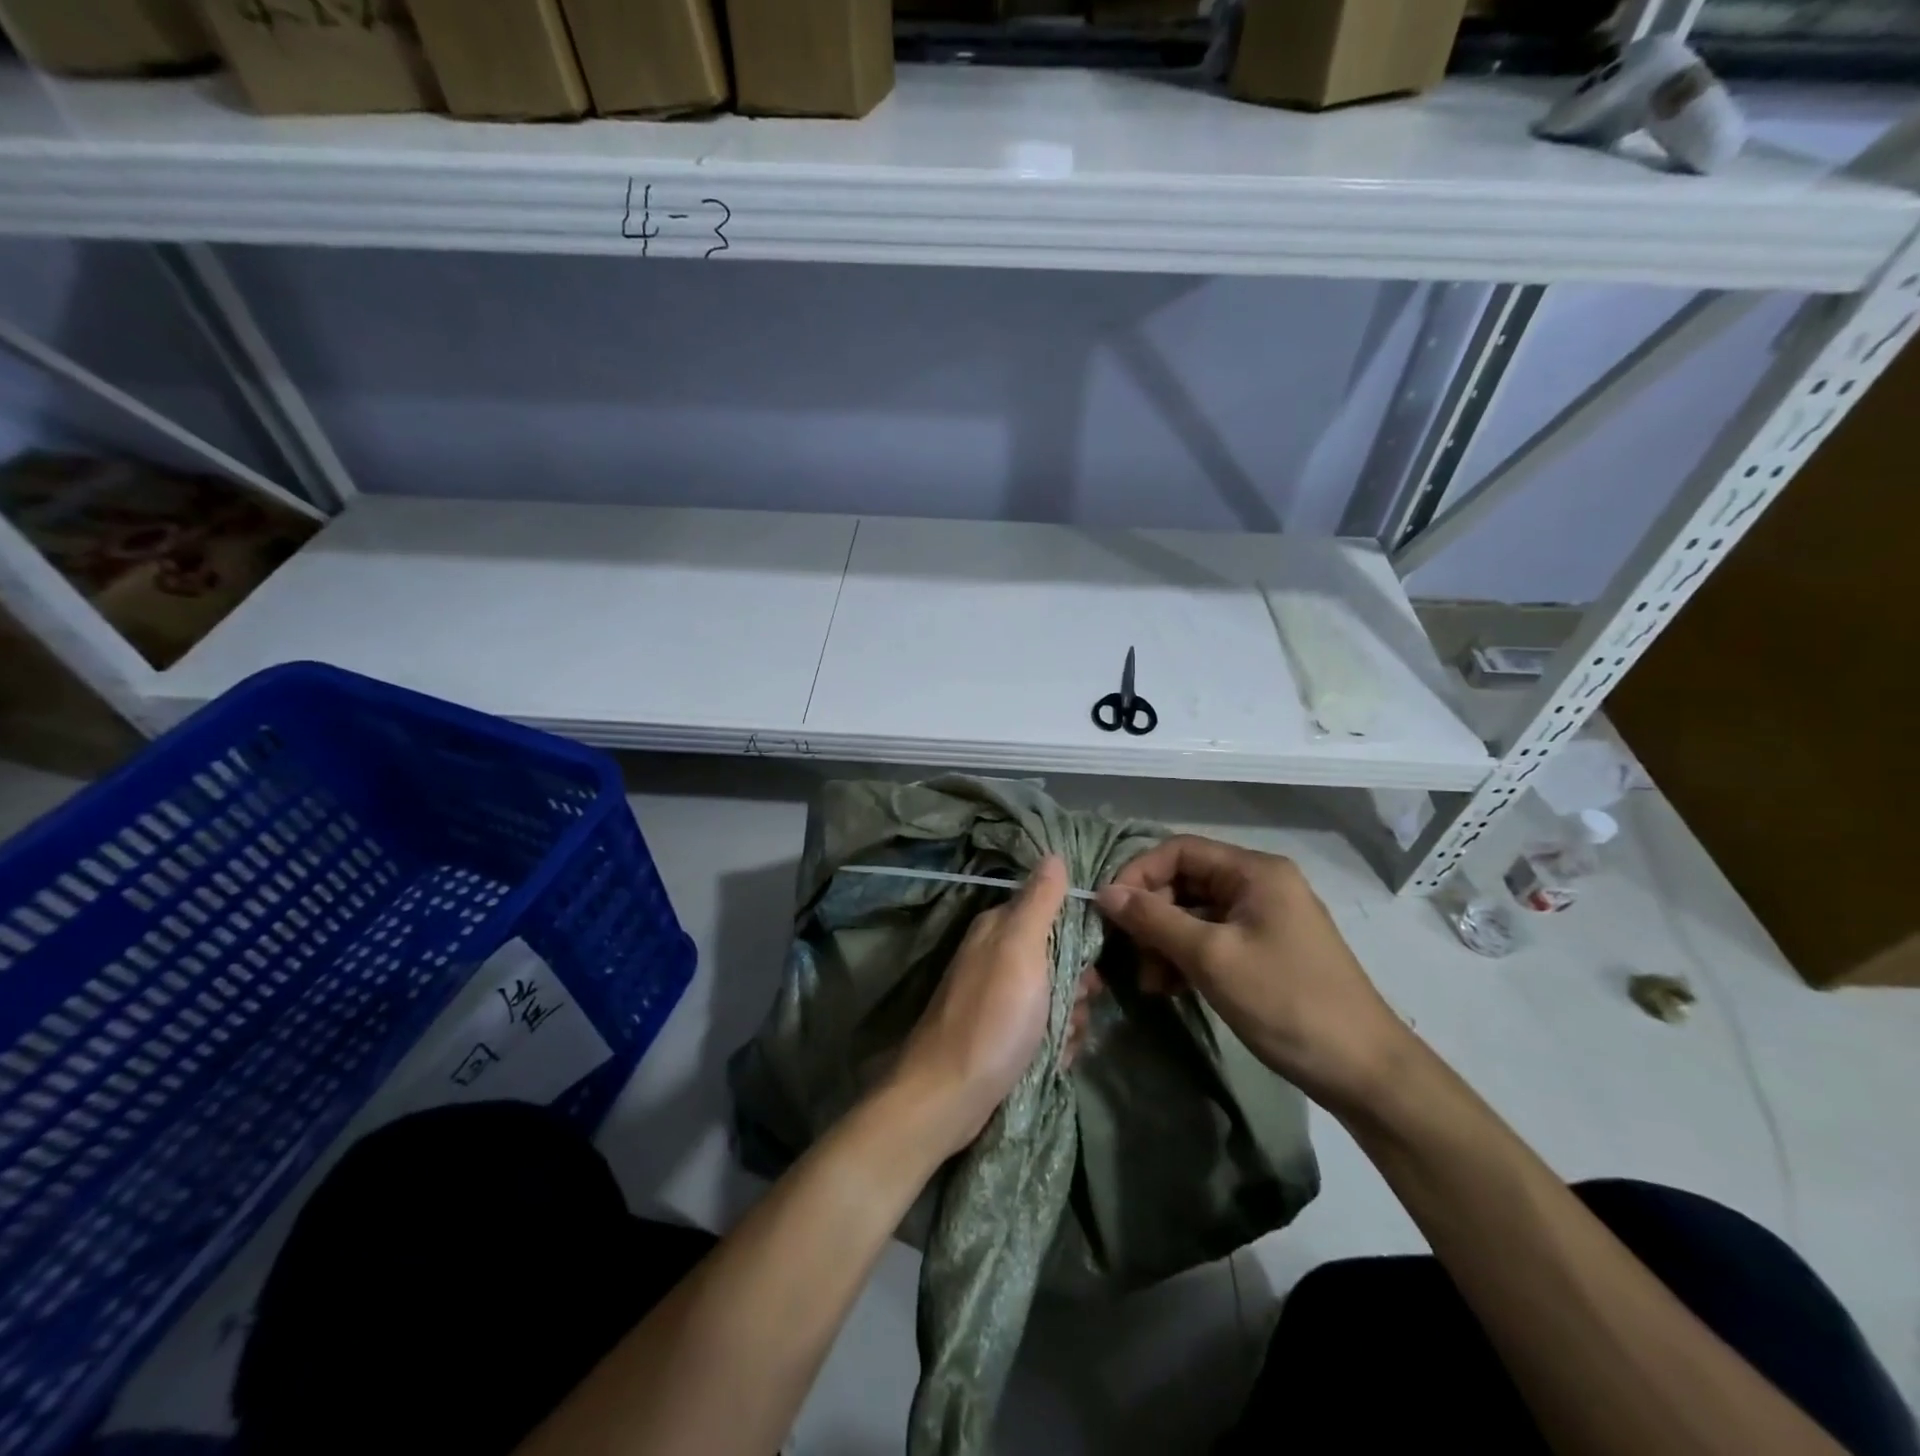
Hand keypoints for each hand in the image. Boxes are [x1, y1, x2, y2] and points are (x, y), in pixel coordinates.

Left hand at [891, 856, 1069, 1156]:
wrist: (949, 1095)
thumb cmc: (992, 1017)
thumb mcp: (1020, 950)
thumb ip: (1039, 902)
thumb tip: (1053, 854)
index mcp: (998, 928)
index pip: (1052, 912)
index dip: (1079, 935)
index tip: (1091, 963)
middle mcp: (997, 956)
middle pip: (1059, 957)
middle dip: (1077, 985)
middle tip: (1073, 1006)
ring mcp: (999, 997)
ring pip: (1056, 996)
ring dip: (1070, 1019)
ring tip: (1061, 1040)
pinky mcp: (1003, 1034)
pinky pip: (1044, 1028)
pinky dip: (1055, 1043)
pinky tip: (1054, 1059)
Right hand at [1095, 836, 1410, 1113]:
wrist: (1363, 1072)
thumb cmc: (1286, 1002)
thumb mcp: (1212, 958)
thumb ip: (1154, 920)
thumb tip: (1105, 893)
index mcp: (1254, 871)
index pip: (1180, 850)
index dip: (1139, 873)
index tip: (1109, 909)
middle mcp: (1259, 885)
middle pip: (1186, 881)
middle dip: (1152, 915)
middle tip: (1129, 954)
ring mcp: (1264, 919)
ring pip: (1195, 914)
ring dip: (1165, 942)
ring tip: (1150, 982)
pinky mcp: (1264, 951)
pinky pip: (1212, 939)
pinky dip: (1186, 958)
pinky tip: (1169, 988)